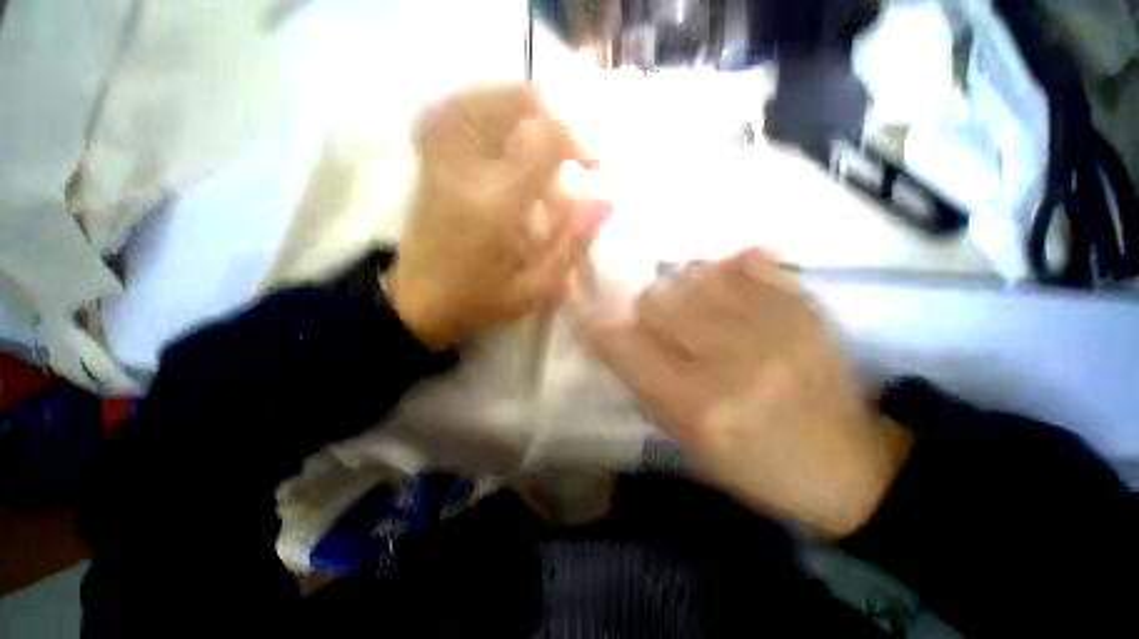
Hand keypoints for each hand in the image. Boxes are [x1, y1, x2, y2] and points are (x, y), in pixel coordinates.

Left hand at [389, 85, 609, 350]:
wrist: (419, 300)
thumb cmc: (482, 300)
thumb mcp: (537, 288)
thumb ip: (572, 243)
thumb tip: (607, 198)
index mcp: (498, 205)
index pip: (545, 141)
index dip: (579, 140)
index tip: (597, 163)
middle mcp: (467, 170)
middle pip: (512, 105)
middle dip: (554, 115)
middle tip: (573, 145)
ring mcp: (441, 160)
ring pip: (482, 99)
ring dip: (522, 105)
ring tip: (546, 130)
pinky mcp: (428, 162)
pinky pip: (451, 111)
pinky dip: (484, 106)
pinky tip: (503, 124)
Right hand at [583, 249, 911, 535]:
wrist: (850, 465)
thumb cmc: (756, 463)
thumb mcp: (686, 441)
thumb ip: (644, 383)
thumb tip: (614, 333)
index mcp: (698, 406)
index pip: (622, 347)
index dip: (594, 324)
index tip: (582, 309)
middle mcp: (732, 360)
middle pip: (655, 298)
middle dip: (646, 310)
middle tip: (662, 326)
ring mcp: (776, 325)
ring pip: (695, 272)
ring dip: (684, 290)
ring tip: (701, 311)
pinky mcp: (808, 305)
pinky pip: (748, 261)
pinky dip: (729, 271)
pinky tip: (735, 294)